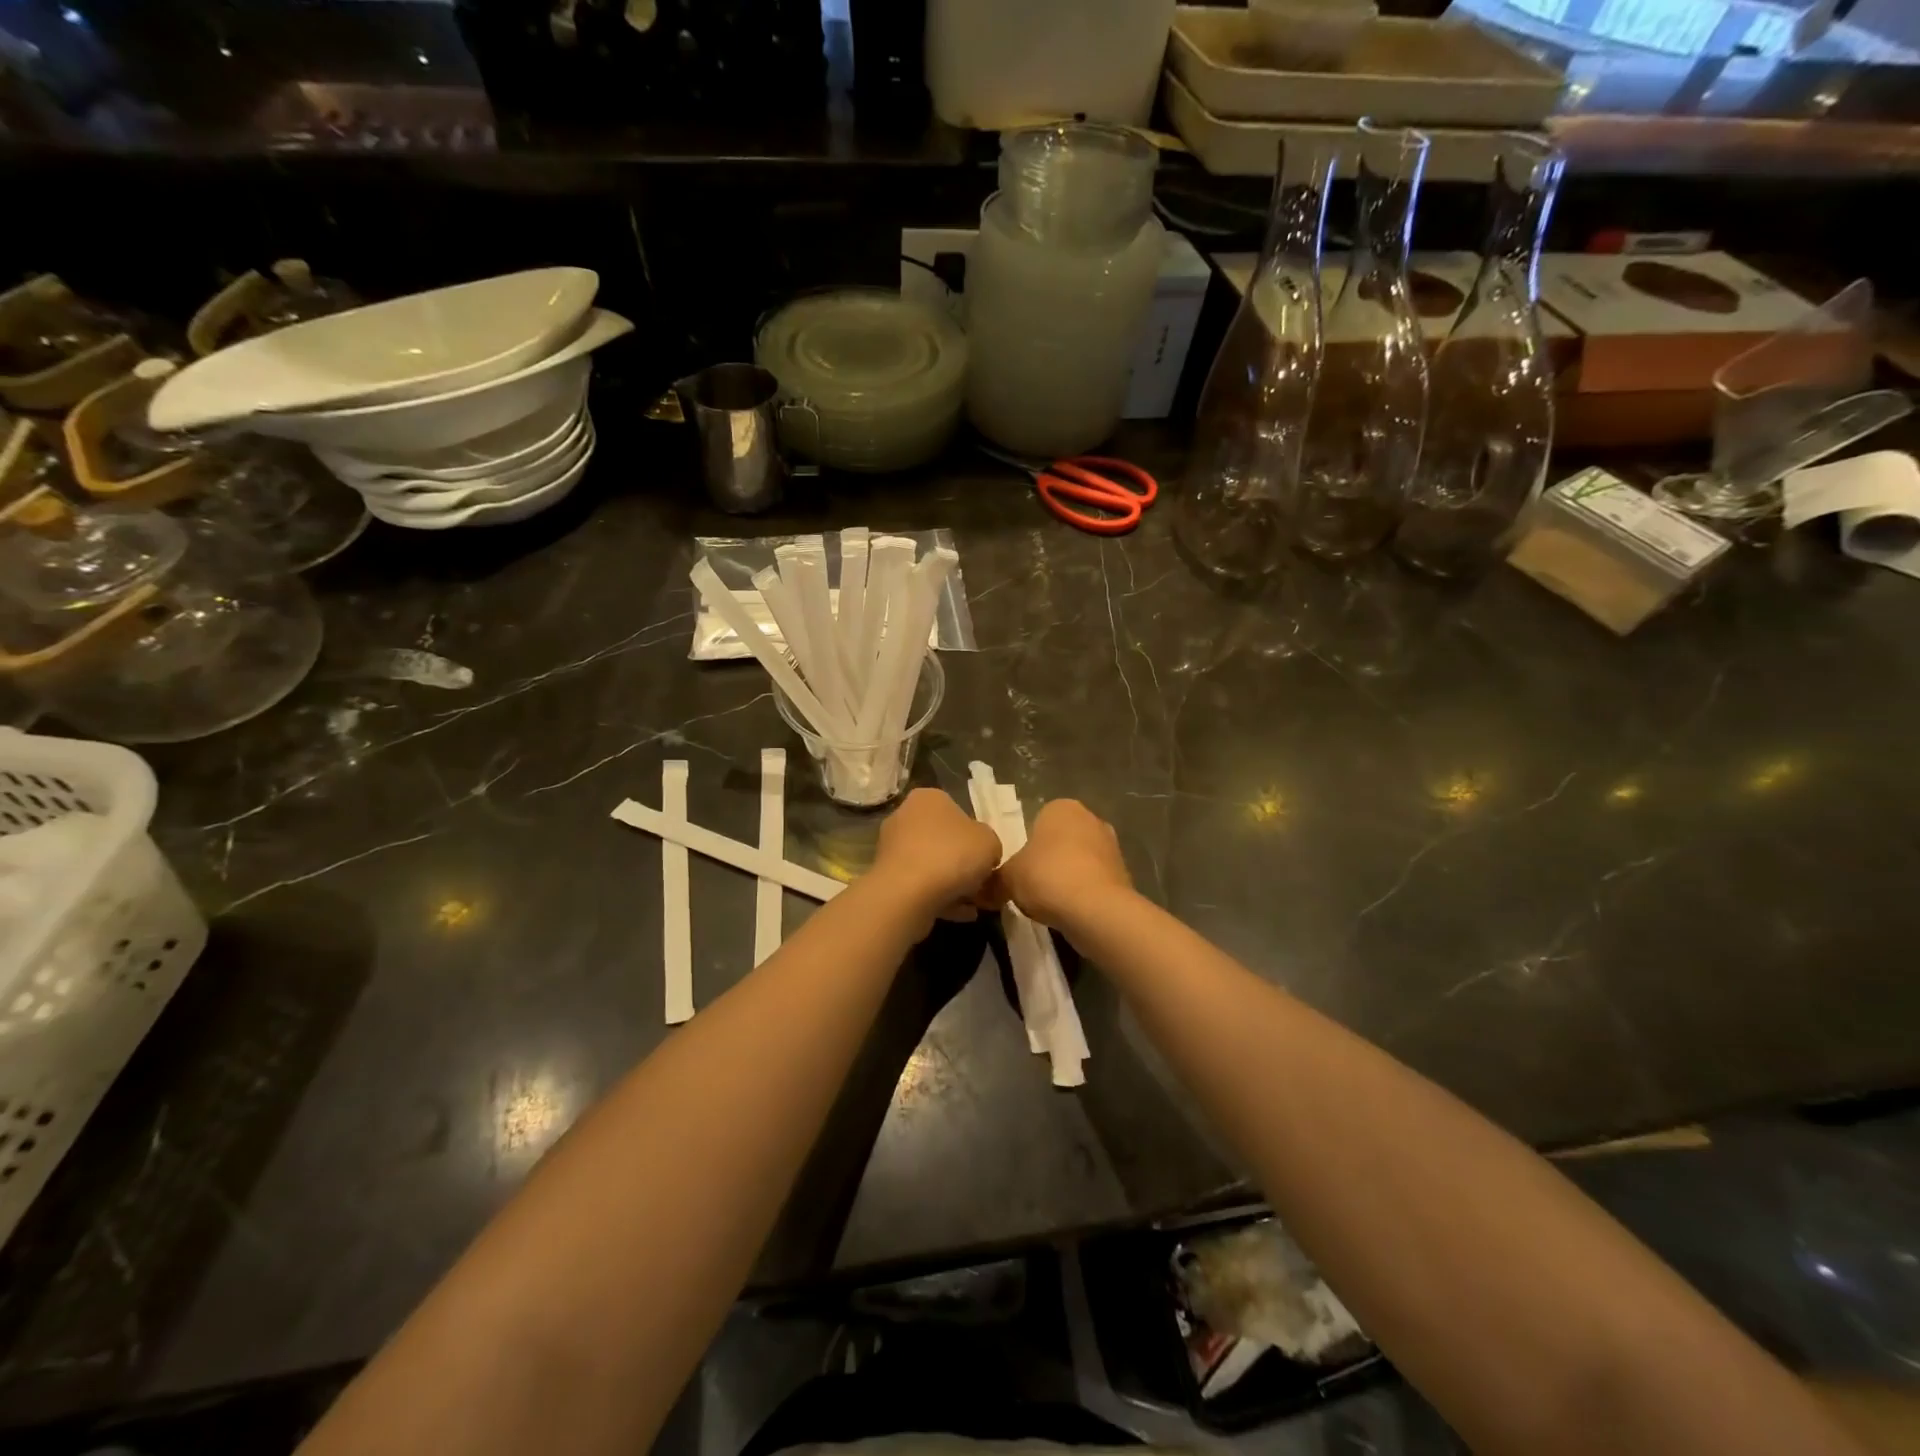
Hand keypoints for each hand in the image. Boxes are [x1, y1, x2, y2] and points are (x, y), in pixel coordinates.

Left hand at [870, 788, 1003, 920]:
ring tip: (975, 904)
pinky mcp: (887, 877)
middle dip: (963, 863)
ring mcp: (892, 848)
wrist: (908, 893)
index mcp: (928, 798)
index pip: (958, 812)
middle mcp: (905, 817)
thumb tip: (985, 855)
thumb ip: (990, 845)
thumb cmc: (952, 855)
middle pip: (944, 840)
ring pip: (932, 865)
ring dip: (954, 884)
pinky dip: (941, 898)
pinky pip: (921, 886)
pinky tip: (962, 914)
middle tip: (982, 884)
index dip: (977, 837)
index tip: (987, 859)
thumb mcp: (990, 842)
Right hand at [997, 799, 1133, 929]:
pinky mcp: (1124, 873)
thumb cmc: (1047, 877)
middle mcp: (1090, 818)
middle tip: (1032, 885)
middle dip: (1049, 860)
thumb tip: (985, 888)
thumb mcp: (1007, 878)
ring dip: (1067, 877)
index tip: (1019, 869)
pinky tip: (1071, 912)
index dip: (1026, 846)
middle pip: (1061, 840)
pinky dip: (1083, 893)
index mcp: (1061, 807)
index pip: (1038, 820)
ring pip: (1080, 860)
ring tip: (1051, 903)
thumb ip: (995, 878)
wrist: (1096, 910)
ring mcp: (1112, 845)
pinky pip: (1094, 881)